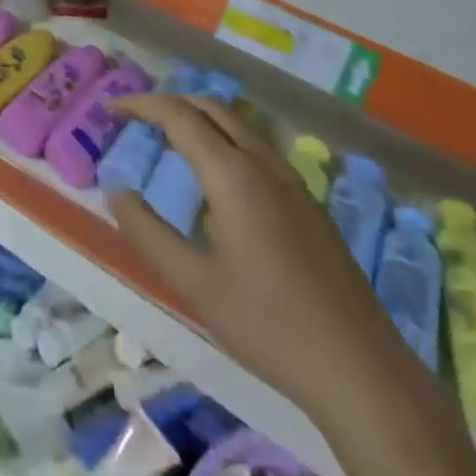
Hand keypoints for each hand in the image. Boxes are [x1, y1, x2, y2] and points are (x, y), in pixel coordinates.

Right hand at [106, 95, 409, 417]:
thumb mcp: (195, 284)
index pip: (179, 116)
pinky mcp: (309, 205)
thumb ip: (149, 234)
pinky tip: (218, 179)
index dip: (142, 105)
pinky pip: (257, 149)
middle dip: (171, 104)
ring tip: (170, 139)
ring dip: (200, 119)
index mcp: (234, 175)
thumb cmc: (269, 326)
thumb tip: (116, 193)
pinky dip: (225, 140)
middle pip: (212, 108)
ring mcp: (293, 183)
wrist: (362, 371)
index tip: (112, 109)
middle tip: (137, 119)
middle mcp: (264, 165)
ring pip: (239, 126)